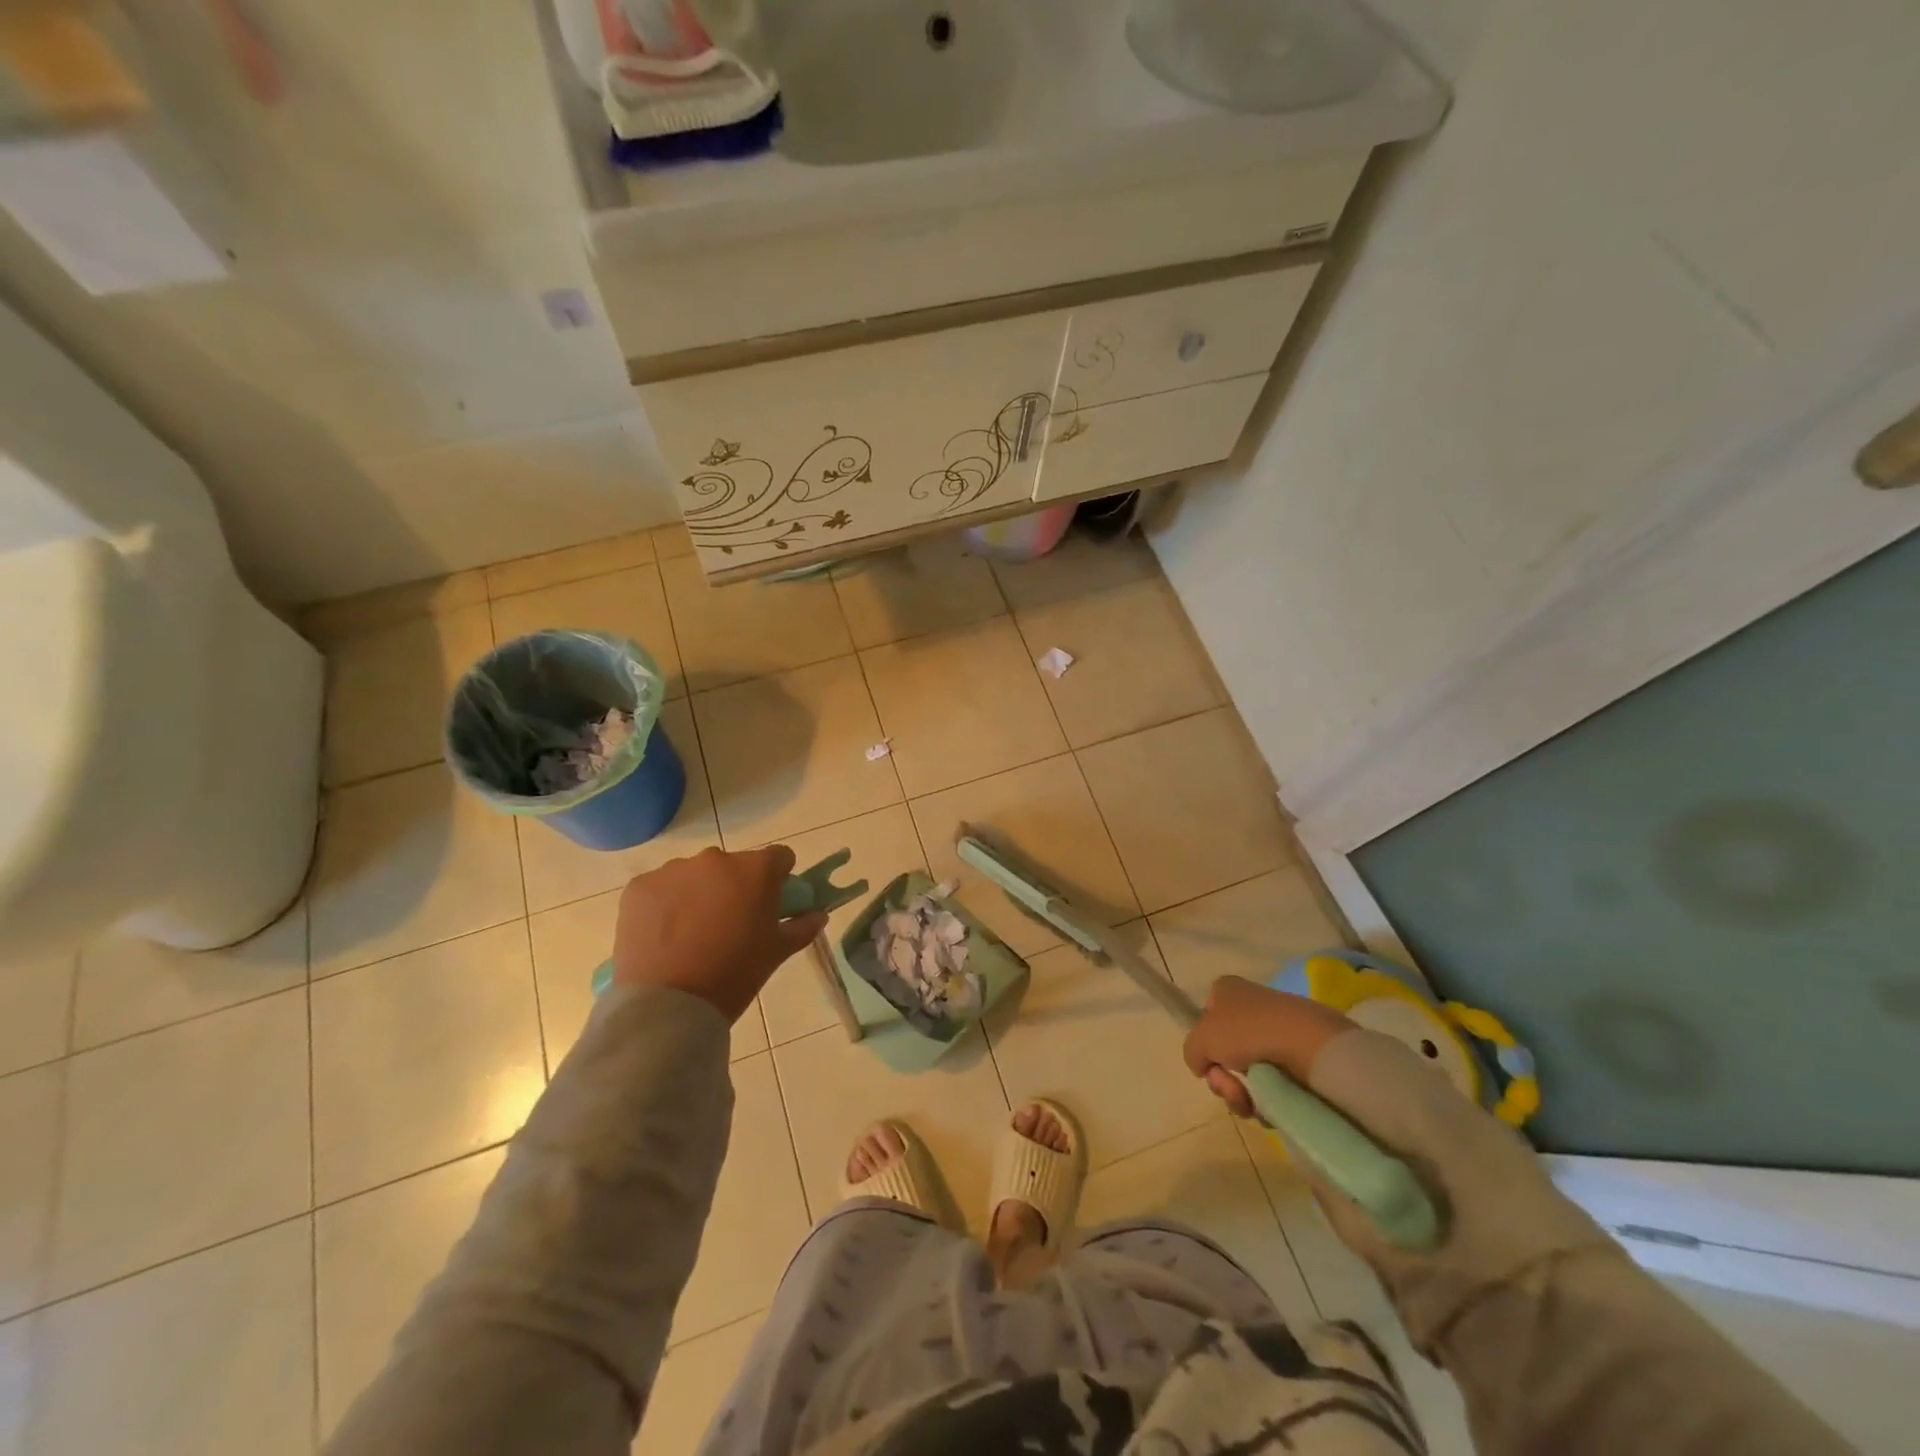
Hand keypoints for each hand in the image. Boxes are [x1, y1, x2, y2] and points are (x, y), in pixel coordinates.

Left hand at [611, 845, 827, 1021]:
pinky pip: (661, 888)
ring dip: (699, 893)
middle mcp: (715, 859)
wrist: (669, 1005)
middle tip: (730, 924)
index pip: (779, 857)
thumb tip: (818, 915)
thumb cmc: (734, 975)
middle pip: (734, 865)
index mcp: (755, 870)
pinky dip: (665, 904)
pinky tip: (664, 936)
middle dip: (735, 887)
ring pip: (695, 875)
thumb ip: (802, 927)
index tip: (772, 902)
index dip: (779, 878)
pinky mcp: (640, 886)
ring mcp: (673, 870)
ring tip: (692, 934)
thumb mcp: (776, 952)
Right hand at [1181, 974, 1356, 1113]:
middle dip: (1223, 1079)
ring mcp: (1278, 1033)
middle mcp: (1252, 1007)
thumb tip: (1205, 1066)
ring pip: (1248, 1074)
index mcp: (1228, 991)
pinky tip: (1272, 1108)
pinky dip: (1268, 1101)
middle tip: (1231, 1088)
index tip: (1210, 1061)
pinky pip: (1274, 1085)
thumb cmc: (1249, 1032)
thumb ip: (1192, 1052)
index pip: (1206, 1016)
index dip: (1205, 1043)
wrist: (1312, 1047)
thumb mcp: (1201, 1039)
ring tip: (1253, 1104)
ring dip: (1242, 1095)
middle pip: (1225, 1052)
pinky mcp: (1301, 1058)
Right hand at [1182, 974, 1604, 1343]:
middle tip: (1232, 1086)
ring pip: (1252, 1079)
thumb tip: (1200, 1059)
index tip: (1216, 1052)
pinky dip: (1264, 1116)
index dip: (1214, 1022)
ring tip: (1251, 1109)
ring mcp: (1316, 1086)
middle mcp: (1302, 1041)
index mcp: (1295, 1010)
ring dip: (1239, 1091)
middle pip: (1238, 1042)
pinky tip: (1270, 1125)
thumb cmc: (1311, 1059)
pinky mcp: (1327, 1129)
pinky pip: (1275, 1112)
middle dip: (1223, 1061)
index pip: (1233, 1003)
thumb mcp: (1244, 1025)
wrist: (1394, 1131)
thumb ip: (1204, 1034)